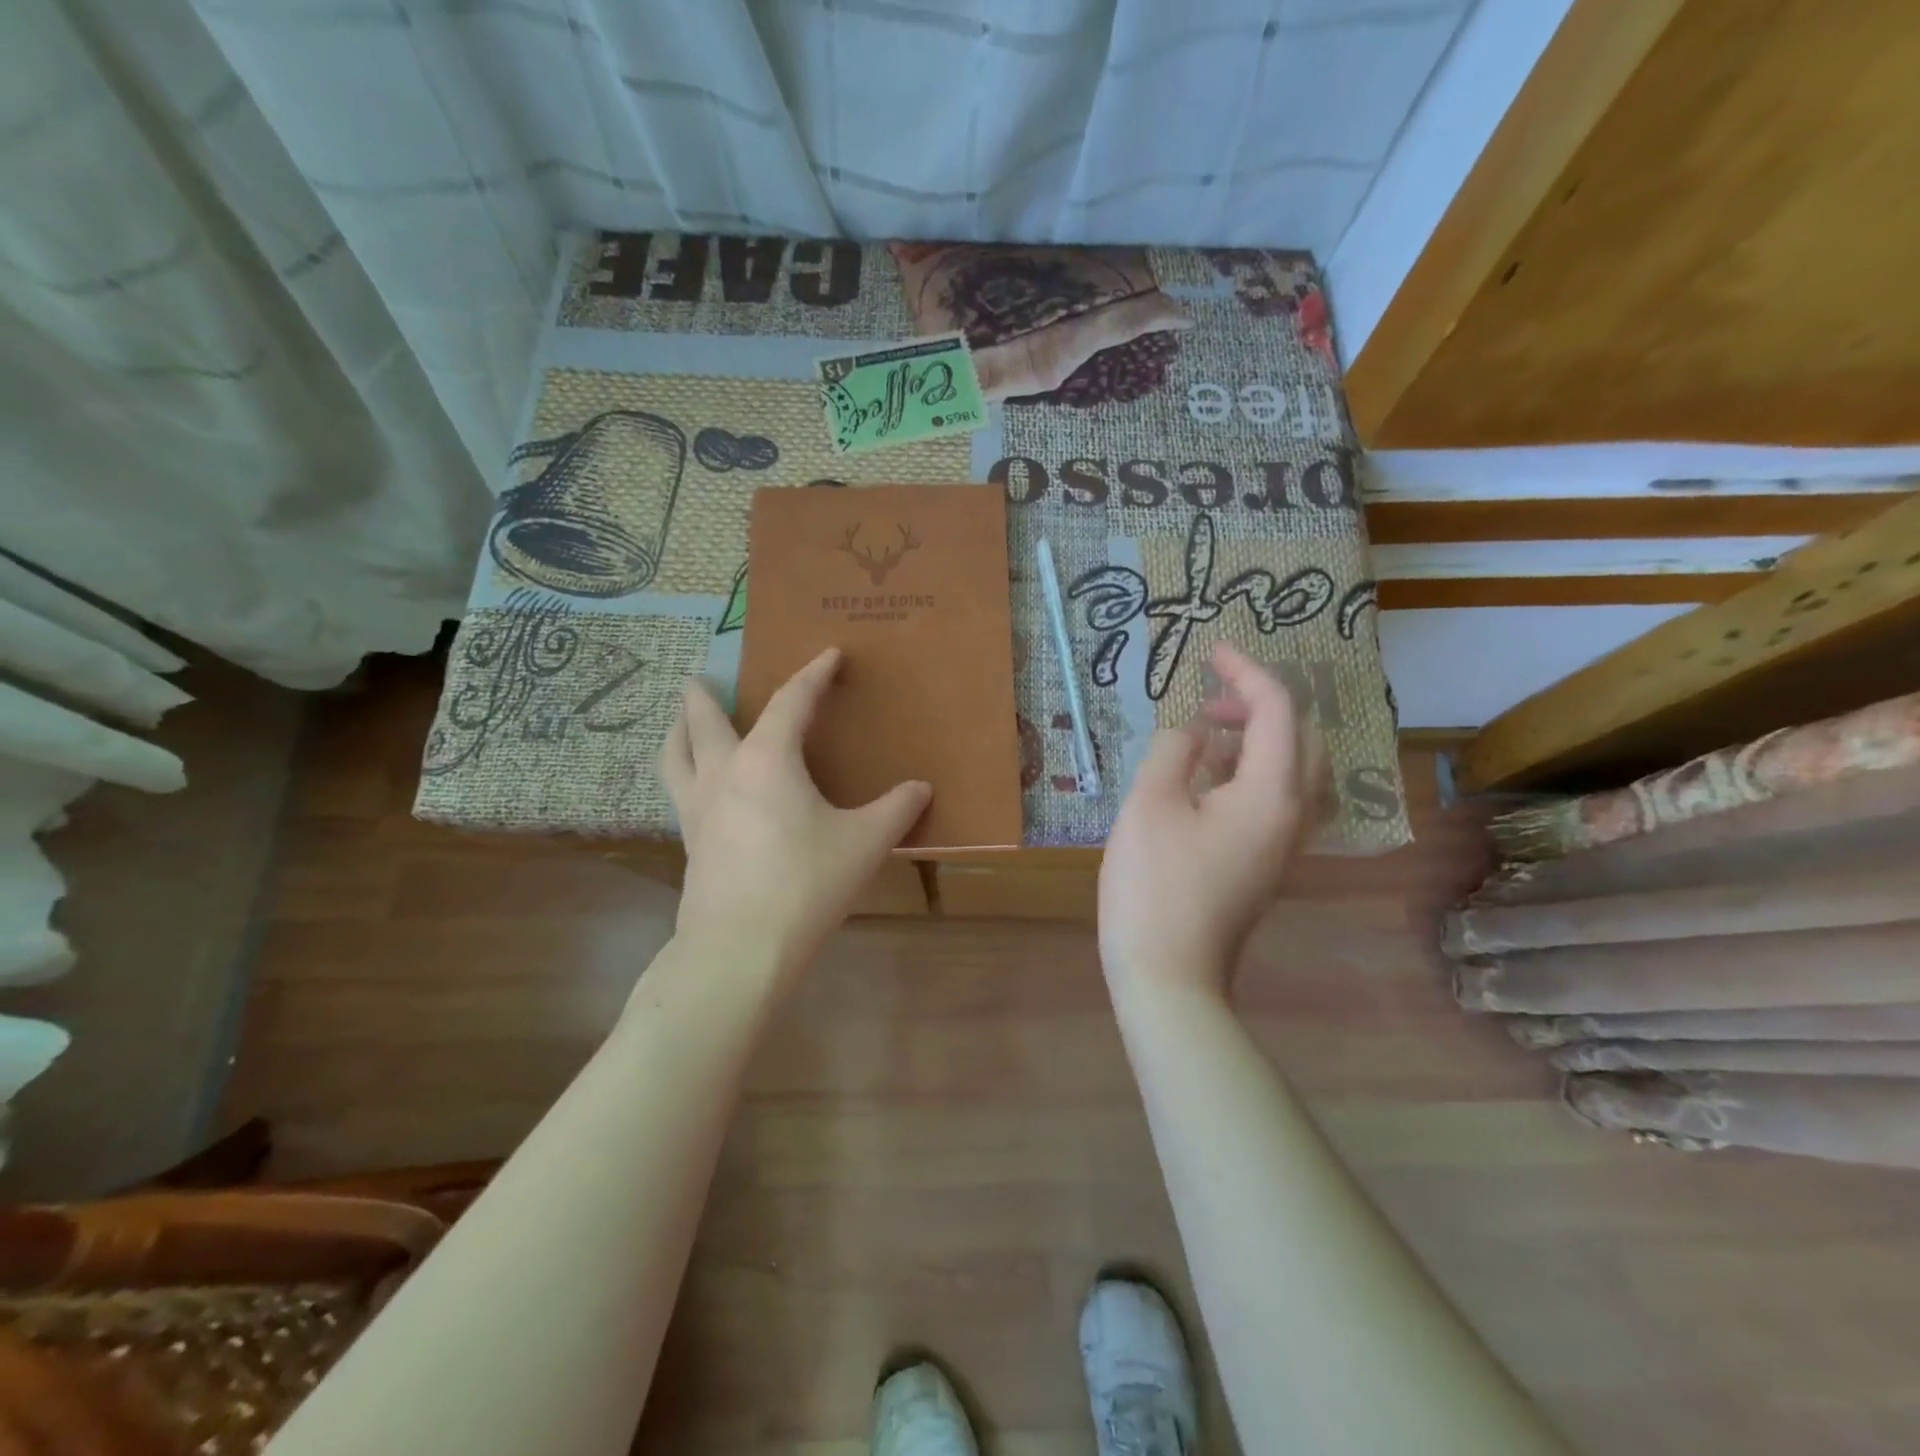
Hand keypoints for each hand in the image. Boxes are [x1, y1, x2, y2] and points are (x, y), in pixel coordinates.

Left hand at [659, 648, 930, 978]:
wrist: (740, 948)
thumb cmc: (806, 883)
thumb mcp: (865, 843)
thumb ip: (896, 810)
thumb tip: (921, 789)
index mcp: (767, 760)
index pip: (792, 701)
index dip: (814, 674)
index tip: (828, 654)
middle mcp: (723, 772)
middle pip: (704, 719)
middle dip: (705, 694)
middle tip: (704, 677)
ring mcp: (697, 808)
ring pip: (674, 753)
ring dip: (677, 729)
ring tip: (681, 721)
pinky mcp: (690, 841)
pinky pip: (678, 790)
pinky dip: (682, 771)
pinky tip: (699, 788)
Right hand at [1098, 642, 1313, 1000]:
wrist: (1169, 975)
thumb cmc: (1155, 886)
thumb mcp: (1151, 804)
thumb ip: (1173, 750)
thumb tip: (1190, 734)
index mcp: (1272, 793)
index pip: (1278, 710)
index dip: (1246, 671)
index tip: (1210, 651)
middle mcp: (1292, 814)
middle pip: (1301, 738)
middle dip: (1260, 705)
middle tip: (1209, 700)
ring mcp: (1282, 844)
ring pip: (1291, 770)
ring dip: (1255, 738)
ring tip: (1202, 734)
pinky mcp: (1264, 863)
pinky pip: (1273, 798)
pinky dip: (1247, 771)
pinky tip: (1202, 779)